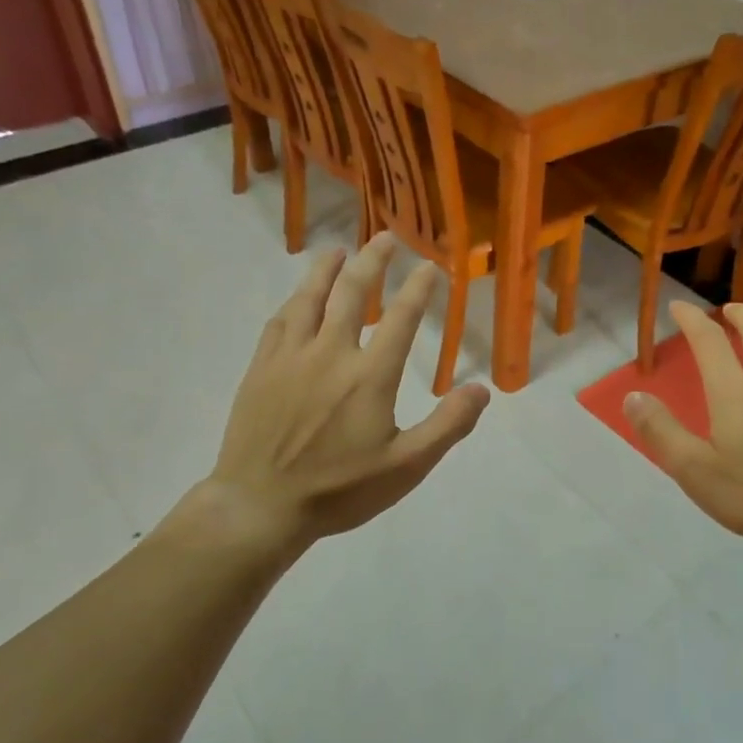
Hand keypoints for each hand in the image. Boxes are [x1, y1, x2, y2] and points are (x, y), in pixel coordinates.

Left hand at [159, 234, 488, 555]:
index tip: (430, 266)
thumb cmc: (339, 490)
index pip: (401, 319)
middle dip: (373, 260)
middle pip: (354, 293)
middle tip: (385, 238)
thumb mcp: (406, 467)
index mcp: (370, 376)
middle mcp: (331, 353)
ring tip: (339, 250)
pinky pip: (279, 322)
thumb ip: (447, 426)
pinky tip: (298, 298)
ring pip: (310, 298)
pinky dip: (294, 302)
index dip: (418, 289)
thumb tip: (481, 389)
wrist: (261, 505)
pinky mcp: (261, 369)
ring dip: (327, 270)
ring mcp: (290, 357)